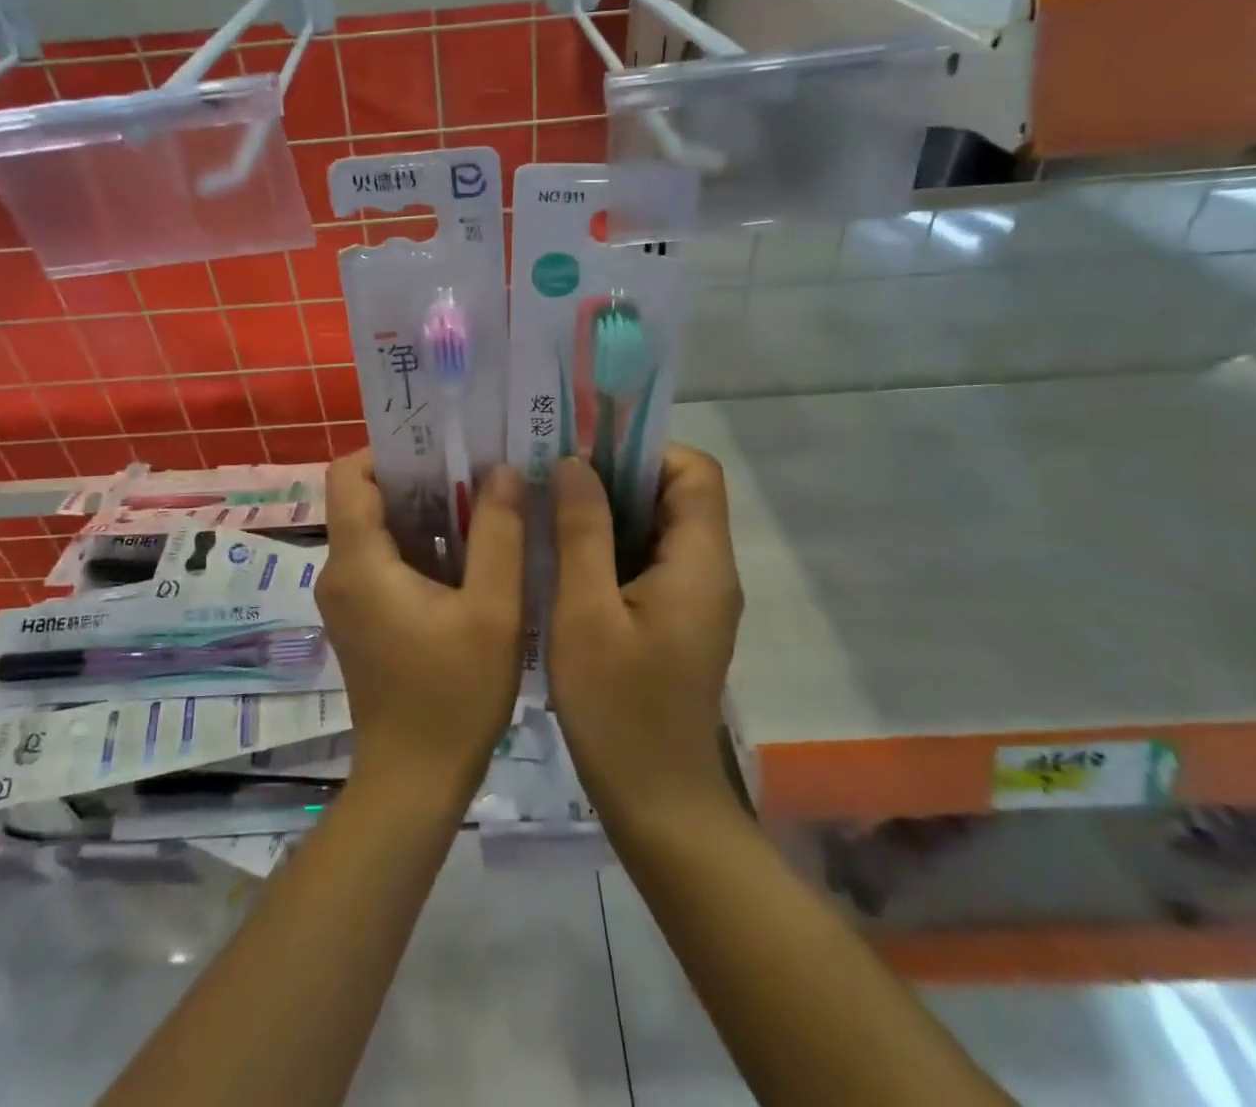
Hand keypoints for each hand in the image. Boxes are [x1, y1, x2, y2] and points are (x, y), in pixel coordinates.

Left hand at [317, 452, 525, 796]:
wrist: (414, 781)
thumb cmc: (453, 695)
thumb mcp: (493, 611)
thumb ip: (499, 535)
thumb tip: (501, 470)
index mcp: (359, 561)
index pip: (349, 474)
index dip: (389, 449)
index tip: (443, 448)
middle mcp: (341, 571)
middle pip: (367, 498)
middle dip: (420, 478)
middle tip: (480, 470)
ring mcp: (348, 597)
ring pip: (379, 530)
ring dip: (426, 513)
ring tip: (485, 504)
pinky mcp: (363, 618)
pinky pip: (385, 561)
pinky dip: (422, 547)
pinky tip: (472, 554)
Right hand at [547, 447, 743, 823]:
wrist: (658, 805)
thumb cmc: (620, 708)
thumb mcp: (586, 612)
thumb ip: (583, 531)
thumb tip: (576, 462)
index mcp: (700, 561)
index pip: (693, 470)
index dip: (642, 450)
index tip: (583, 454)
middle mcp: (708, 571)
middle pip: (675, 495)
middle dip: (615, 477)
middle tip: (552, 477)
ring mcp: (693, 599)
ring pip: (656, 528)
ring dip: (607, 513)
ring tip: (548, 511)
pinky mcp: (674, 621)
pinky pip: (647, 562)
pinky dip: (609, 548)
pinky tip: (561, 559)